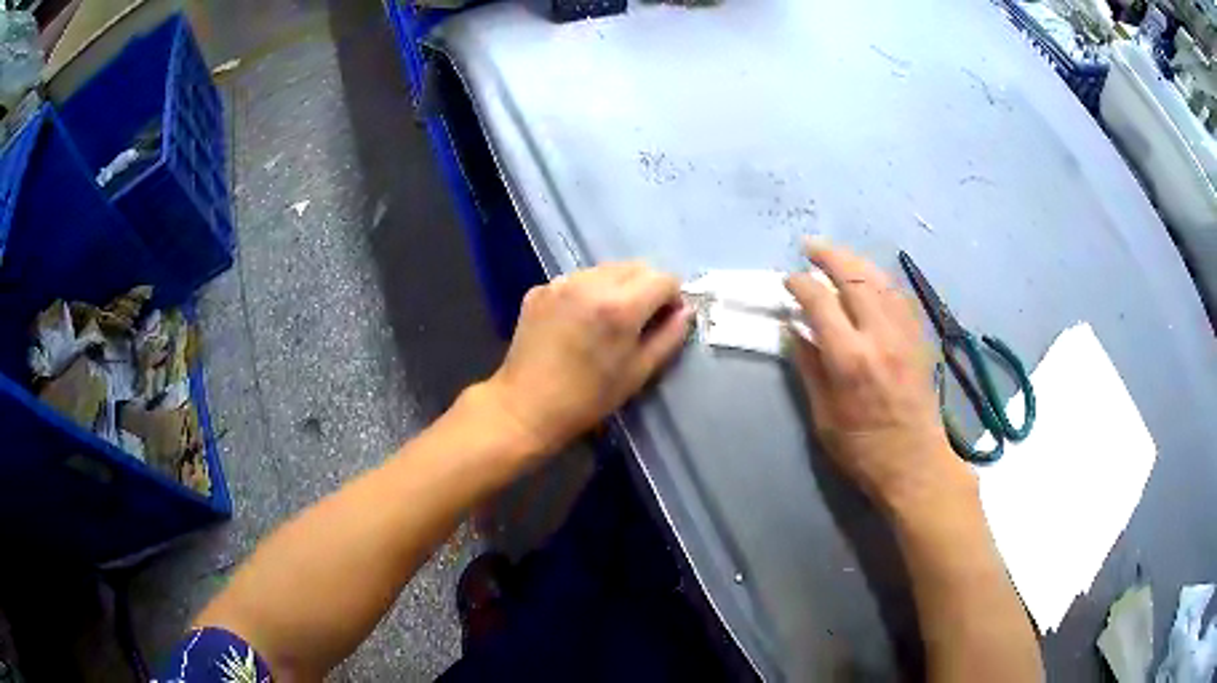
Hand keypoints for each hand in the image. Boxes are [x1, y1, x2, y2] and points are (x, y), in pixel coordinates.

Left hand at [478, 263, 692, 456]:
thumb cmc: (587, 399)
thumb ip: (669, 337)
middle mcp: (590, 283)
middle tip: (639, 321)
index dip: (672, 298)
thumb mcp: (638, 373)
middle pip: (635, 267)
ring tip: (606, 321)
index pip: (664, 278)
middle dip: (646, 288)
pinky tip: (578, 322)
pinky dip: (587, 292)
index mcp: (620, 306)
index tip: (665, 320)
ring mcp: (561, 282)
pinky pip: (577, 280)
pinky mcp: (540, 289)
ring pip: (605, 269)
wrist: (525, 407)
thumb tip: (685, 311)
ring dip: (617, 287)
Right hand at [785, 239, 973, 514]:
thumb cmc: (862, 449)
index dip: (801, 284)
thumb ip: (808, 368)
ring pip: (880, 279)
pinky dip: (880, 279)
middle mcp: (880, 337)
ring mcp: (905, 334)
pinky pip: (899, 295)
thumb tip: (793, 330)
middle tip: (809, 247)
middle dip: (829, 255)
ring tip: (837, 256)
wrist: (915, 463)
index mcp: (850, 359)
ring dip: (855, 261)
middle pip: (854, 277)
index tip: (788, 280)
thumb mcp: (823, 416)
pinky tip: (869, 279)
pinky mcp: (919, 338)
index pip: (821, 302)